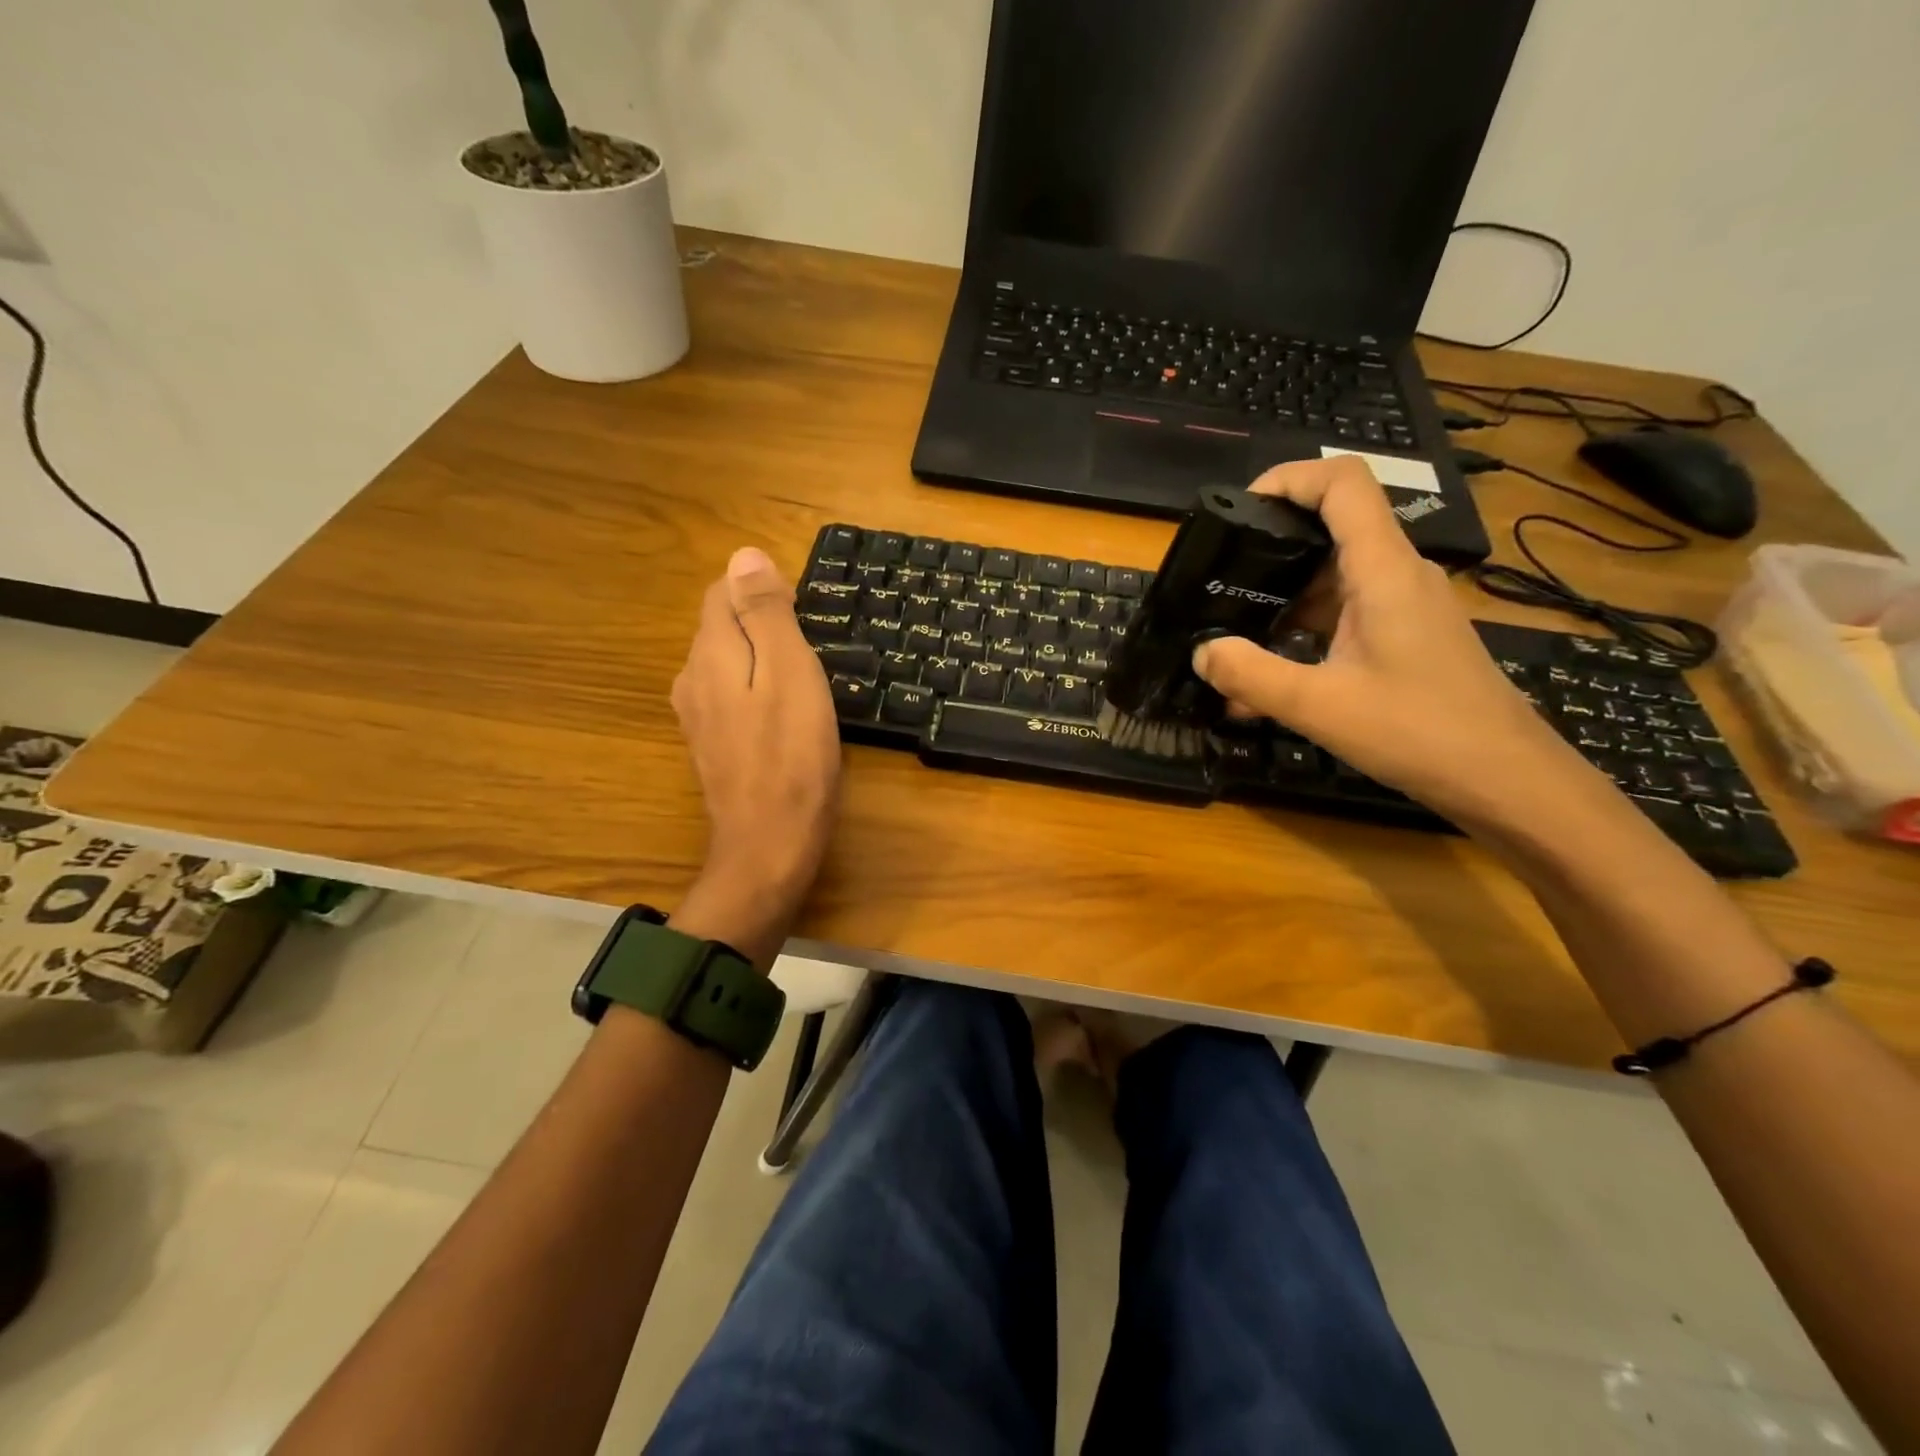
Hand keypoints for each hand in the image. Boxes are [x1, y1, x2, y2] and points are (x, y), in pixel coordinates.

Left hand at [670, 547, 840, 963]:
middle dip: (764, 625)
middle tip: (815, 654)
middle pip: (723, 626)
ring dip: (762, 660)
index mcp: (710, 654)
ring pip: (728, 663)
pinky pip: (731, 697)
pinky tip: (785, 716)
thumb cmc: (792, 757)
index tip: (807, 618)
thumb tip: (744, 555)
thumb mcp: (790, 673)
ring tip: (806, 684)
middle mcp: (691, 678)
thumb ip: (766, 614)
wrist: (768, 845)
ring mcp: (697, 716)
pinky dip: (757, 691)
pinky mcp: (710, 745)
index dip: (765, 592)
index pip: (723, 591)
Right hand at [1192, 457, 1592, 825]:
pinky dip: (1305, 630)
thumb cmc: (1419, 732)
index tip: (1239, 510)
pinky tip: (1273, 673)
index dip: (1288, 478)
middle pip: (1333, 526)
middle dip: (1271, 546)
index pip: (1343, 483)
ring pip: (1336, 576)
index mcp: (1384, 571)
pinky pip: (1347, 613)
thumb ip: (1251, 676)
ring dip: (1284, 598)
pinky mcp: (1408, 635)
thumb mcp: (1319, 707)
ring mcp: (1407, 606)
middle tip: (1221, 579)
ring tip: (1236, 634)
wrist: (1506, 779)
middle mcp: (1399, 574)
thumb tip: (1201, 653)